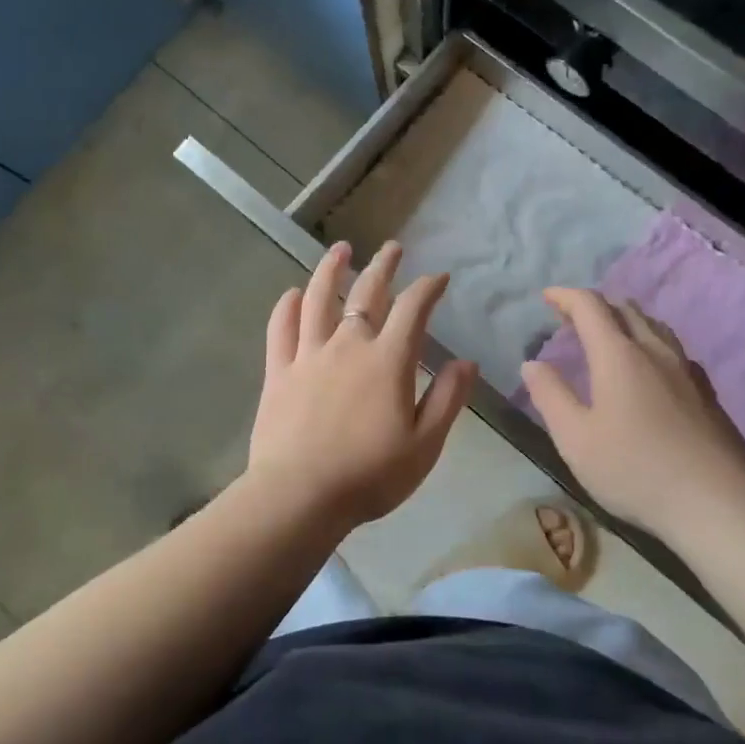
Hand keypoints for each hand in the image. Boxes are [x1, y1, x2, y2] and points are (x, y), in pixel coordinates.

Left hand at [246, 240, 476, 528]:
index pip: (412, 310)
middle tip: (392, 247)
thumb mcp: (424, 444)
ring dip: (331, 270)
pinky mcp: (278, 371)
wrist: (300, 496)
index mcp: (387, 361)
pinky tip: (292, 293)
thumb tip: (466, 361)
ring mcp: (308, 355)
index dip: (428, 288)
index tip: (439, 277)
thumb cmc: (370, 475)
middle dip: (383, 267)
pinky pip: (281, 328)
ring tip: (340, 249)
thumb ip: (447, 399)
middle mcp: (347, 345)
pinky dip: (287, 306)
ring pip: (319, 299)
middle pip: (366, 293)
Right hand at [521, 288, 744, 534]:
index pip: (590, 306)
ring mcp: (687, 371)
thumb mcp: (575, 438)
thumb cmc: (635, 470)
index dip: (566, 296)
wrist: (718, 504)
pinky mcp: (707, 394)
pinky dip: (650, 344)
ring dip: (625, 321)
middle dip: (594, 306)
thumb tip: (532, 364)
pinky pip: (673, 350)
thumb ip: (550, 396)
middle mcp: (655, 352)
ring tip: (608, 336)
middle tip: (570, 318)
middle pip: (625, 309)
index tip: (546, 297)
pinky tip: (650, 369)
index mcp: (618, 356)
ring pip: (654, 327)